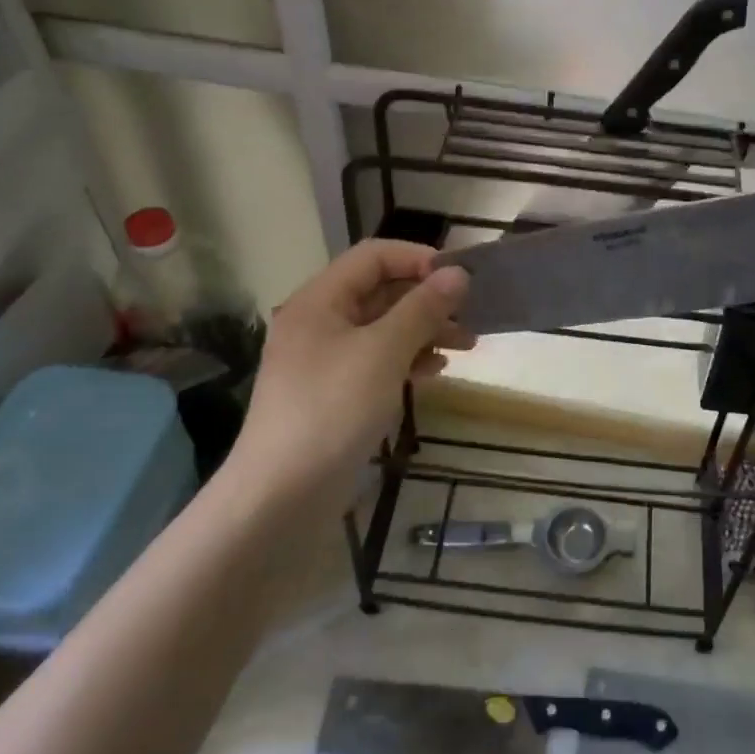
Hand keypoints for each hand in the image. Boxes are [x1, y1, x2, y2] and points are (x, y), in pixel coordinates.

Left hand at [233, 241, 471, 489]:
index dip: (418, 258)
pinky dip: (408, 359)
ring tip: (467, 345)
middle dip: (428, 299)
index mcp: (320, 301)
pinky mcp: (335, 393)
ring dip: (424, 330)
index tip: (459, 279)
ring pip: (383, 328)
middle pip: (380, 292)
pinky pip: (378, 360)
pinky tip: (435, 371)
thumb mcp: (383, 352)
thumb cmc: (332, 410)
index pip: (373, 256)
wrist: (283, 496)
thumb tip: (458, 274)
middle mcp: (320, 322)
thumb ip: (422, 309)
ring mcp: (326, 360)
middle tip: (471, 315)